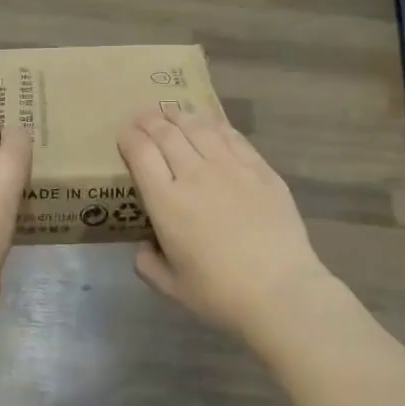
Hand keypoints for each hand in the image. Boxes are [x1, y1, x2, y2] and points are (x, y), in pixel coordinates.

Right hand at [117, 106, 337, 339]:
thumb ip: (148, 265)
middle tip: (143, 116)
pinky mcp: (260, 169)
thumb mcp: (171, 288)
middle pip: (167, 133)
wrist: (280, 290)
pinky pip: (232, 136)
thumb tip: (145, 247)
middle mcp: (195, 174)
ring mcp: (230, 167)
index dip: (129, 137)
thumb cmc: (219, 294)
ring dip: (180, 115)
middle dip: (150, 120)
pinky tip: (210, 123)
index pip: (141, 153)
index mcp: (166, 202)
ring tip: (173, 112)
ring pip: (199, 127)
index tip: (124, 133)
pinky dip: (214, 124)